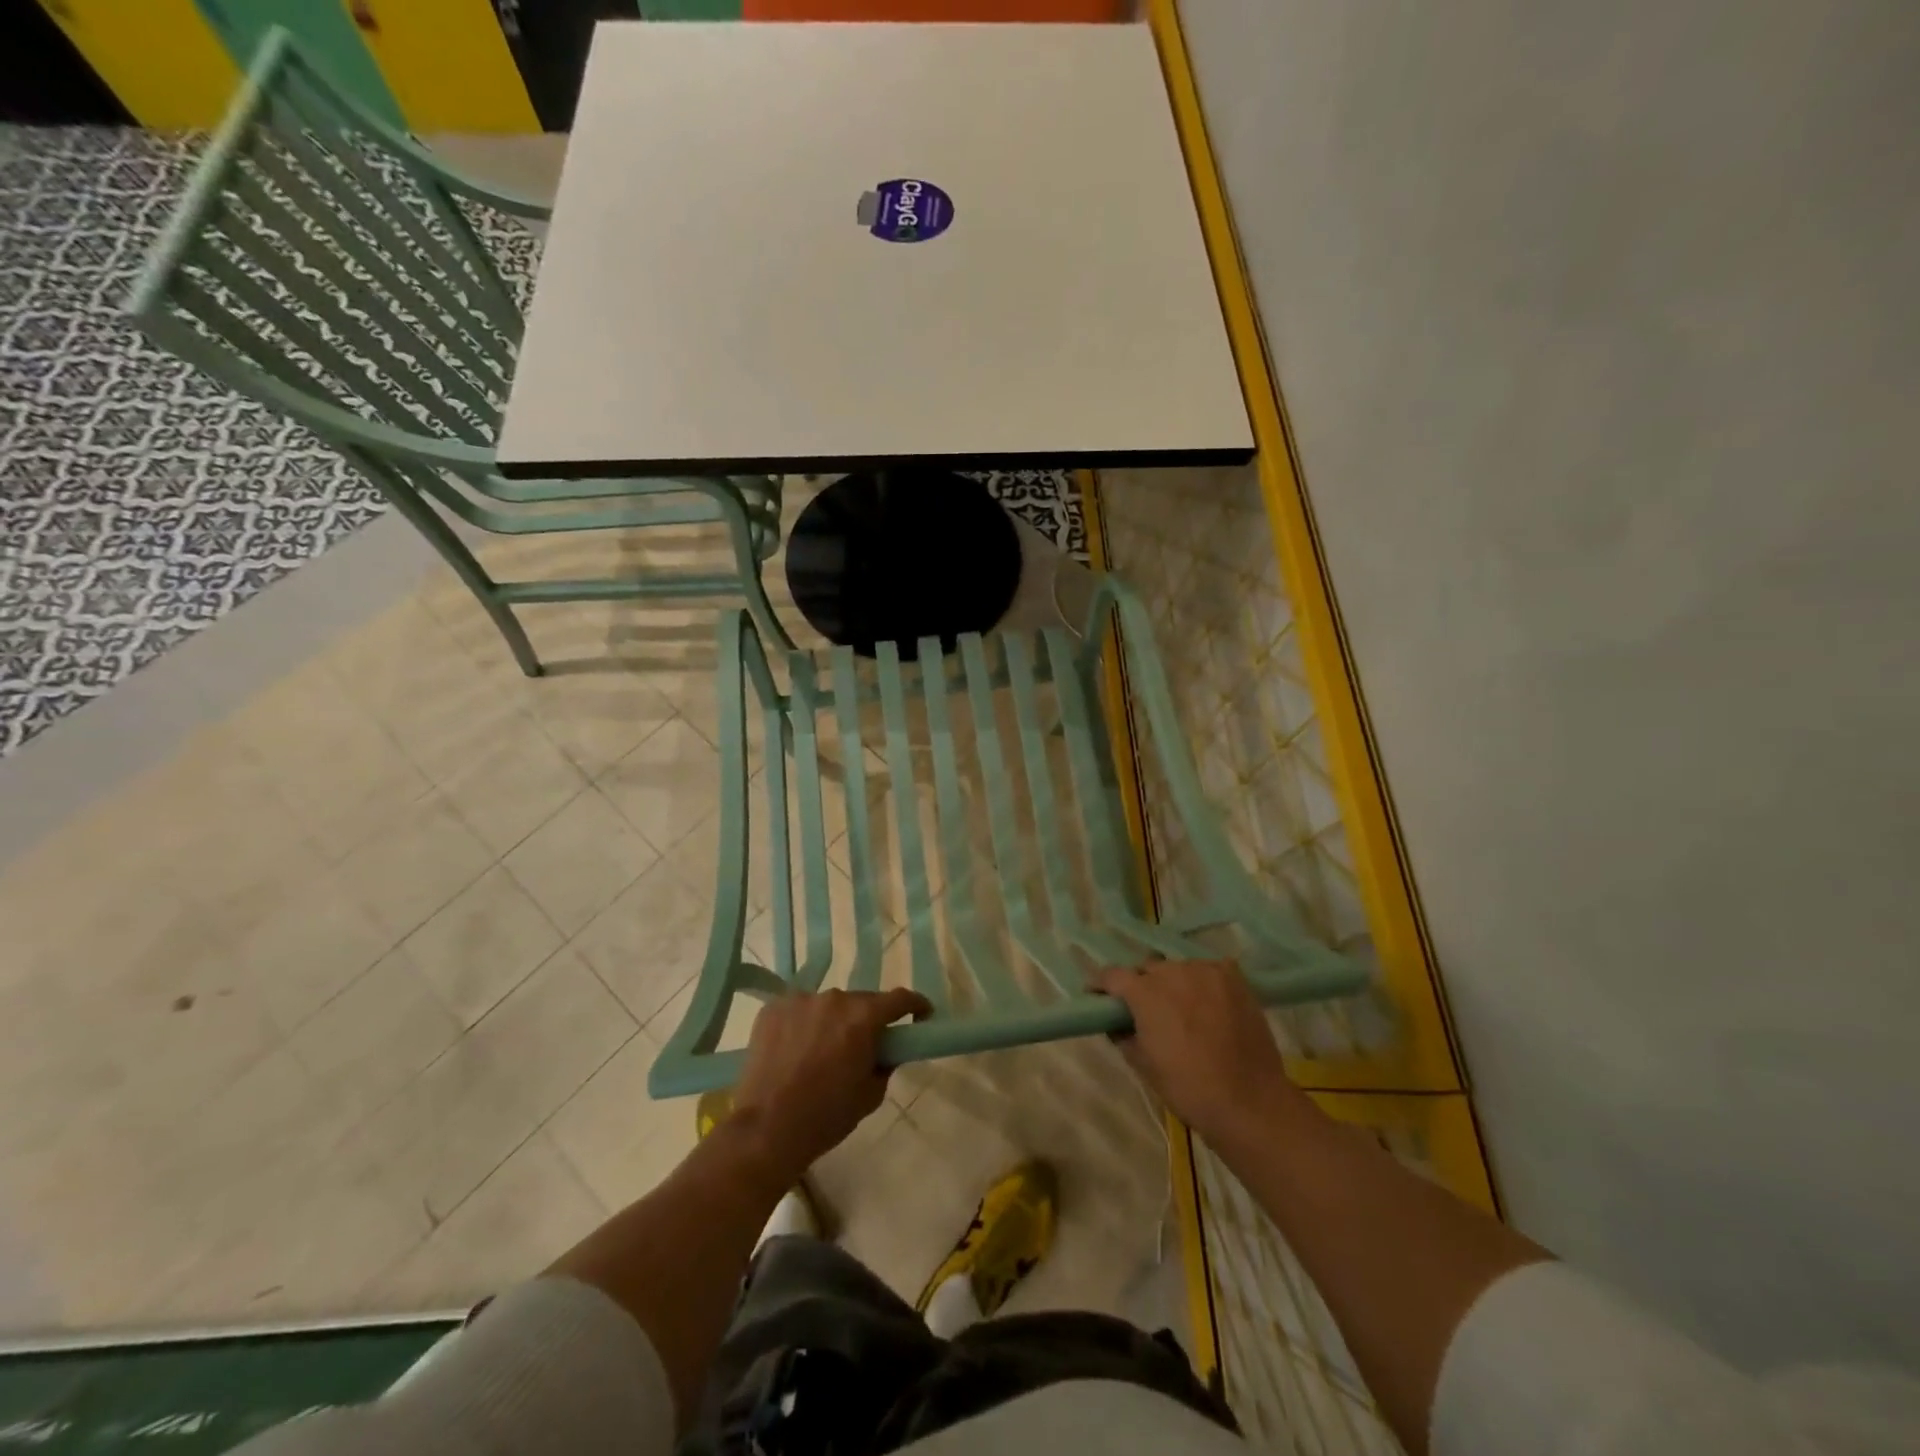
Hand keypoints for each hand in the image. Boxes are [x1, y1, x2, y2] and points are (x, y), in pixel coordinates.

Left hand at [731, 988, 929, 1181]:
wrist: (765, 1130)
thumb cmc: (826, 1117)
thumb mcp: (870, 1095)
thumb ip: (885, 1063)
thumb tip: (884, 1050)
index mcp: (863, 1018)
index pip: (900, 998)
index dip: (915, 1005)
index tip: (921, 1015)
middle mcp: (834, 998)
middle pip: (861, 1001)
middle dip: (867, 1020)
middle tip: (863, 1046)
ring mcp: (800, 1000)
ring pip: (827, 1005)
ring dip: (832, 1021)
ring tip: (821, 1051)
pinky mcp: (772, 1008)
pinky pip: (798, 1010)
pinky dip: (803, 1024)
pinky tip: (795, 1049)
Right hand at [1092, 960, 1303, 1147]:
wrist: (1248, 1101)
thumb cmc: (1188, 1088)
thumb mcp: (1143, 1065)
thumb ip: (1123, 1036)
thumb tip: (1117, 1023)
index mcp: (1144, 992)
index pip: (1112, 975)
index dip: (1101, 984)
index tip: (1097, 995)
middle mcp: (1172, 972)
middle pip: (1147, 969)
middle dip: (1140, 985)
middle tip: (1145, 1009)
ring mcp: (1206, 971)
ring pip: (1178, 968)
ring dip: (1173, 983)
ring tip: (1181, 1006)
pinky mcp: (1233, 978)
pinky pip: (1209, 970)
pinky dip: (1203, 980)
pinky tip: (1208, 999)